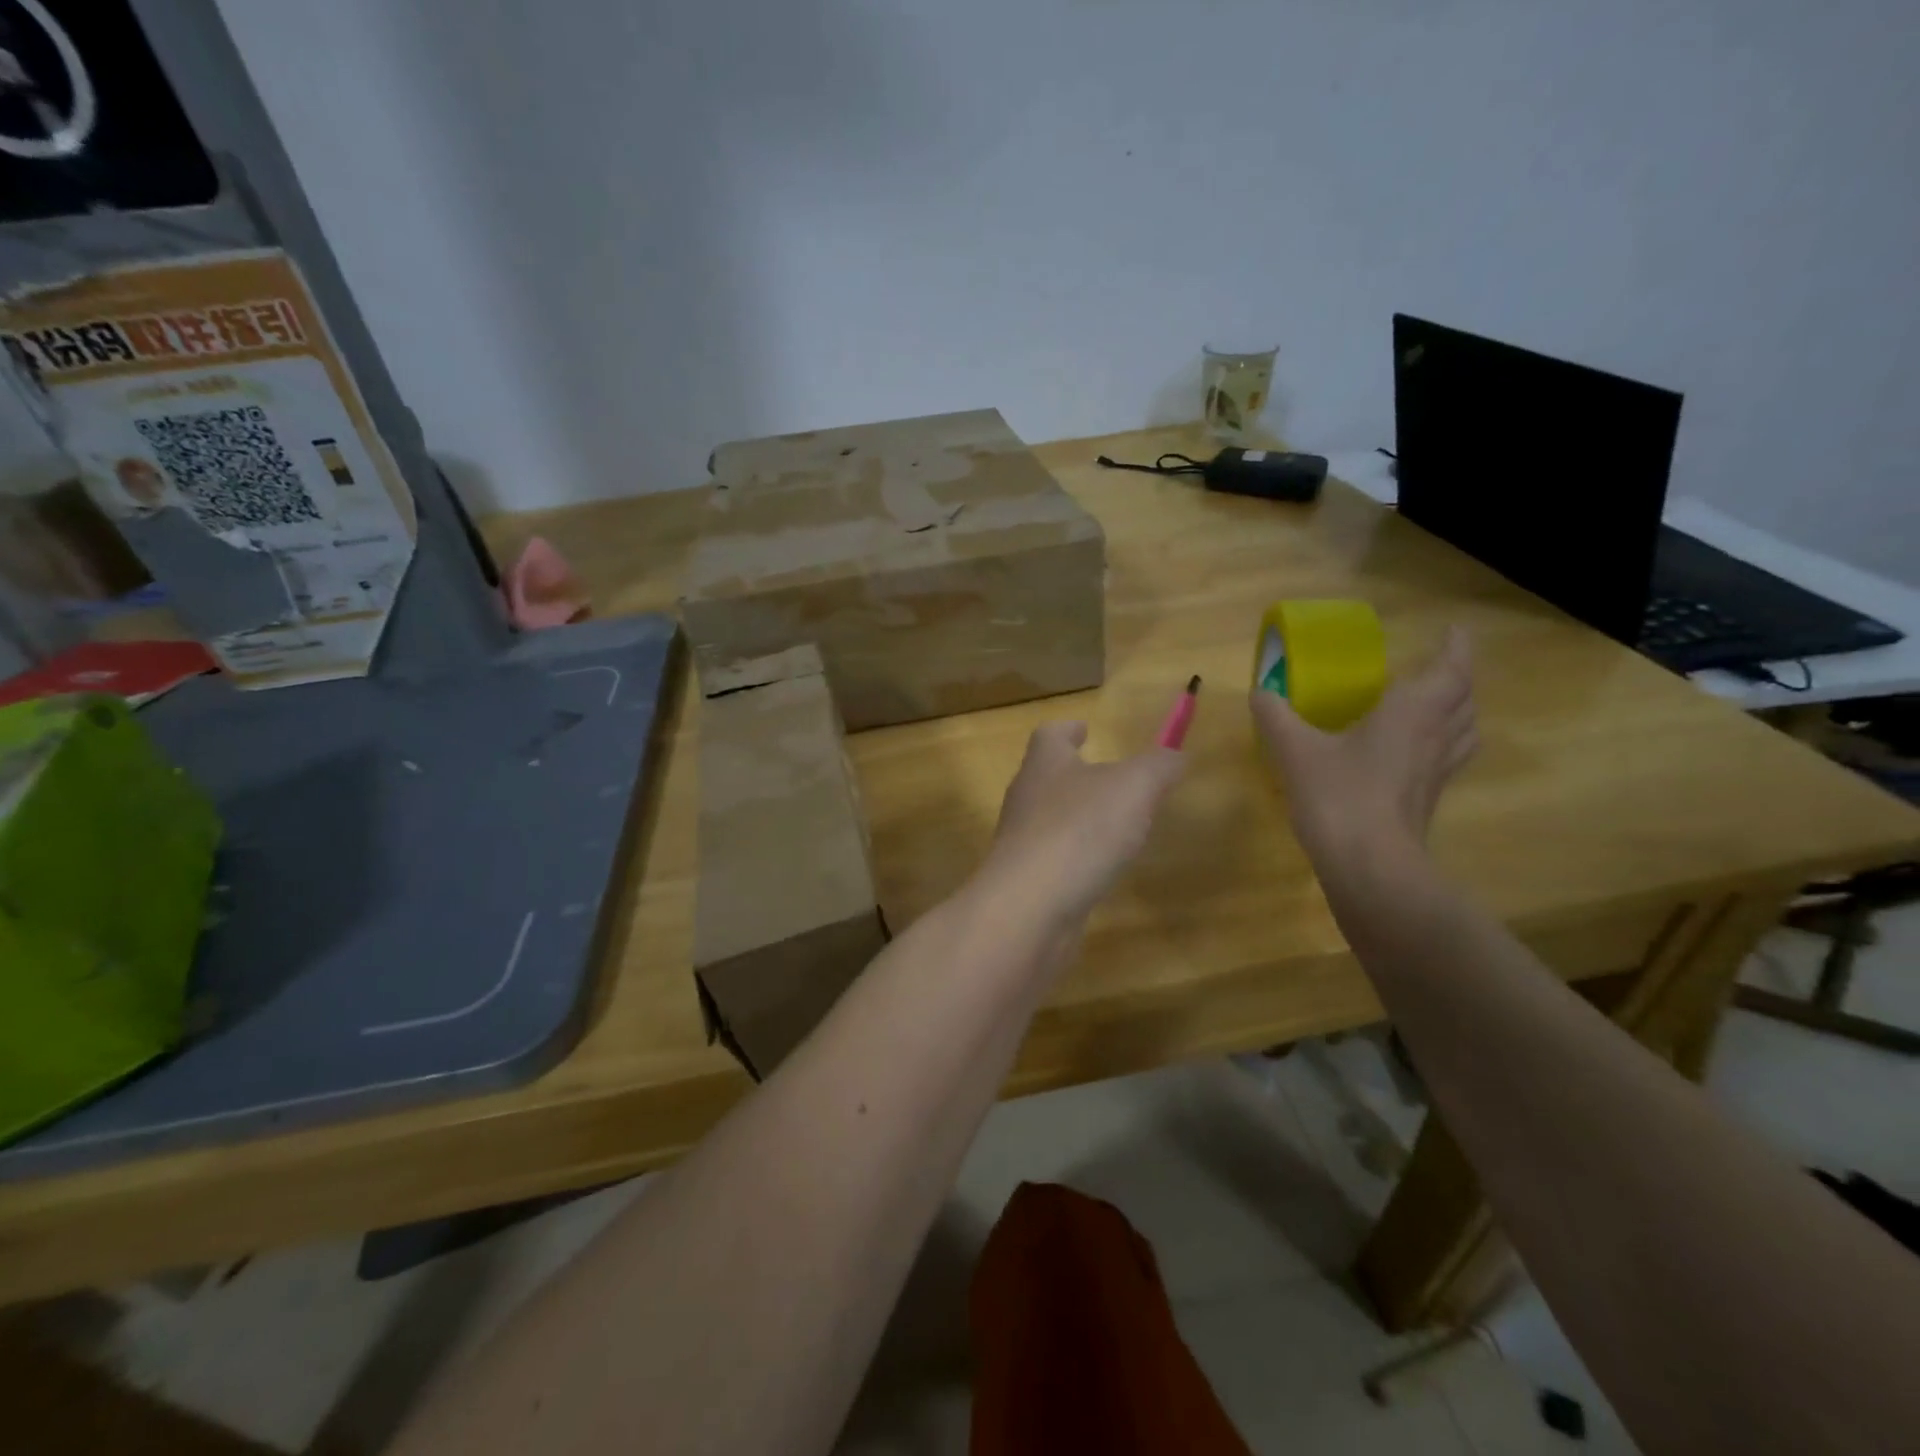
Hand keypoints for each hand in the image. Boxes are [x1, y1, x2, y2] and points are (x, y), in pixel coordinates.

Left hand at [980, 721, 1186, 928]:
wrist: (1029, 906)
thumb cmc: (1080, 829)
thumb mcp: (1134, 787)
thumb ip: (1158, 767)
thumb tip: (1176, 755)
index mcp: (1045, 764)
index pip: (1049, 735)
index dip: (1068, 729)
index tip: (1085, 728)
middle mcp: (1027, 797)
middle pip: (1048, 776)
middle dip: (1077, 773)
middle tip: (1112, 778)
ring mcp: (1023, 841)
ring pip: (1052, 818)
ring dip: (1080, 817)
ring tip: (1116, 824)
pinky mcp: (1027, 880)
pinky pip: (1056, 859)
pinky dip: (1078, 857)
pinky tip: (1102, 869)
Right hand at [1251, 627, 1477, 867]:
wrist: (1369, 864)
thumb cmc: (1338, 794)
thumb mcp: (1295, 749)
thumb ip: (1276, 716)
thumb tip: (1260, 691)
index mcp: (1412, 712)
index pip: (1451, 669)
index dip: (1455, 647)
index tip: (1453, 630)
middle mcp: (1434, 736)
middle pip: (1464, 700)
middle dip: (1457, 678)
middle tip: (1437, 667)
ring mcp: (1436, 772)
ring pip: (1464, 732)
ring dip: (1458, 712)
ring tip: (1437, 706)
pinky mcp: (1428, 800)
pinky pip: (1446, 760)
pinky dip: (1441, 744)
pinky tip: (1412, 754)